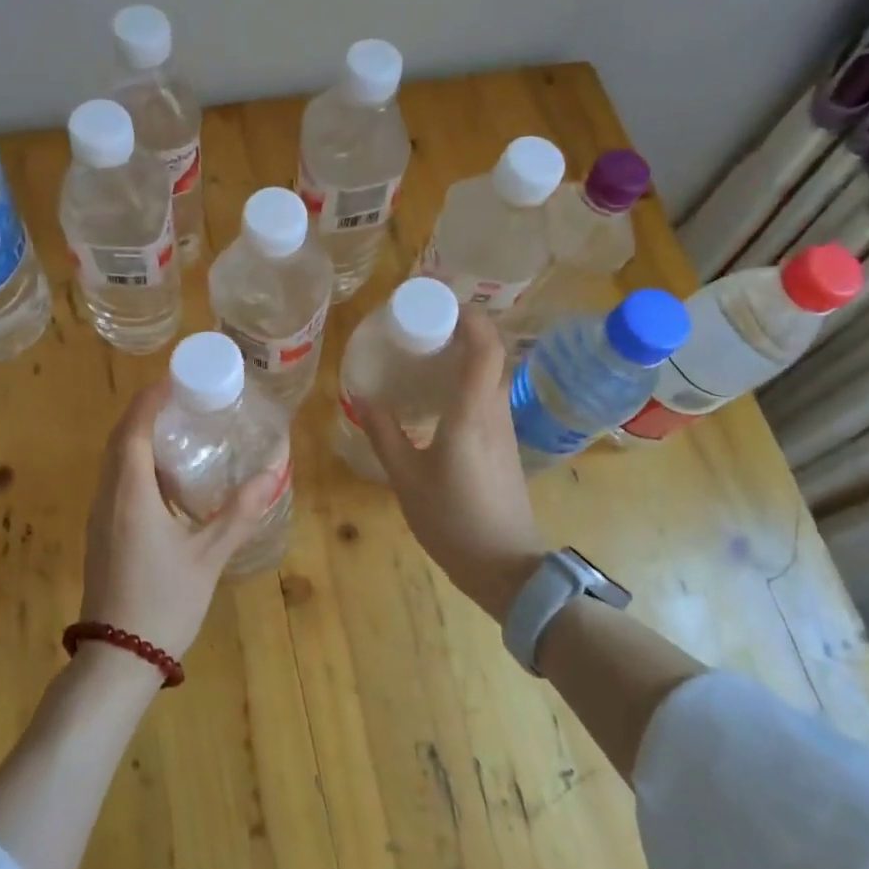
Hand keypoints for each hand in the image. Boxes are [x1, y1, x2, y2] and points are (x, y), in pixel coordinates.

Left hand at [80, 380, 281, 661]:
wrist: (118, 659)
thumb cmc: (164, 602)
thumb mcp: (208, 557)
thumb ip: (239, 513)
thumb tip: (272, 474)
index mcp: (131, 495)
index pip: (134, 431)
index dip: (150, 400)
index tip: (174, 379)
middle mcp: (108, 498)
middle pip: (119, 440)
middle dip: (145, 413)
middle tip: (182, 400)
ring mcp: (100, 518)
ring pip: (114, 463)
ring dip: (139, 438)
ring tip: (179, 430)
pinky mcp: (102, 535)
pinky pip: (115, 483)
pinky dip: (136, 465)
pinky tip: (166, 479)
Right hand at [352, 308, 545, 621]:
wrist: (505, 567)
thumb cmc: (453, 520)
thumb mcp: (406, 478)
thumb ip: (384, 434)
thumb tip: (362, 396)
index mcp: (472, 413)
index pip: (485, 347)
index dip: (469, 316)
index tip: (440, 301)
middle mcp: (495, 413)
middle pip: (492, 355)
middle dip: (463, 330)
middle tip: (423, 325)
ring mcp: (505, 430)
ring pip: (492, 377)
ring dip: (466, 356)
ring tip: (426, 354)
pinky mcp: (505, 446)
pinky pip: (489, 398)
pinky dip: (468, 382)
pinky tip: (439, 397)